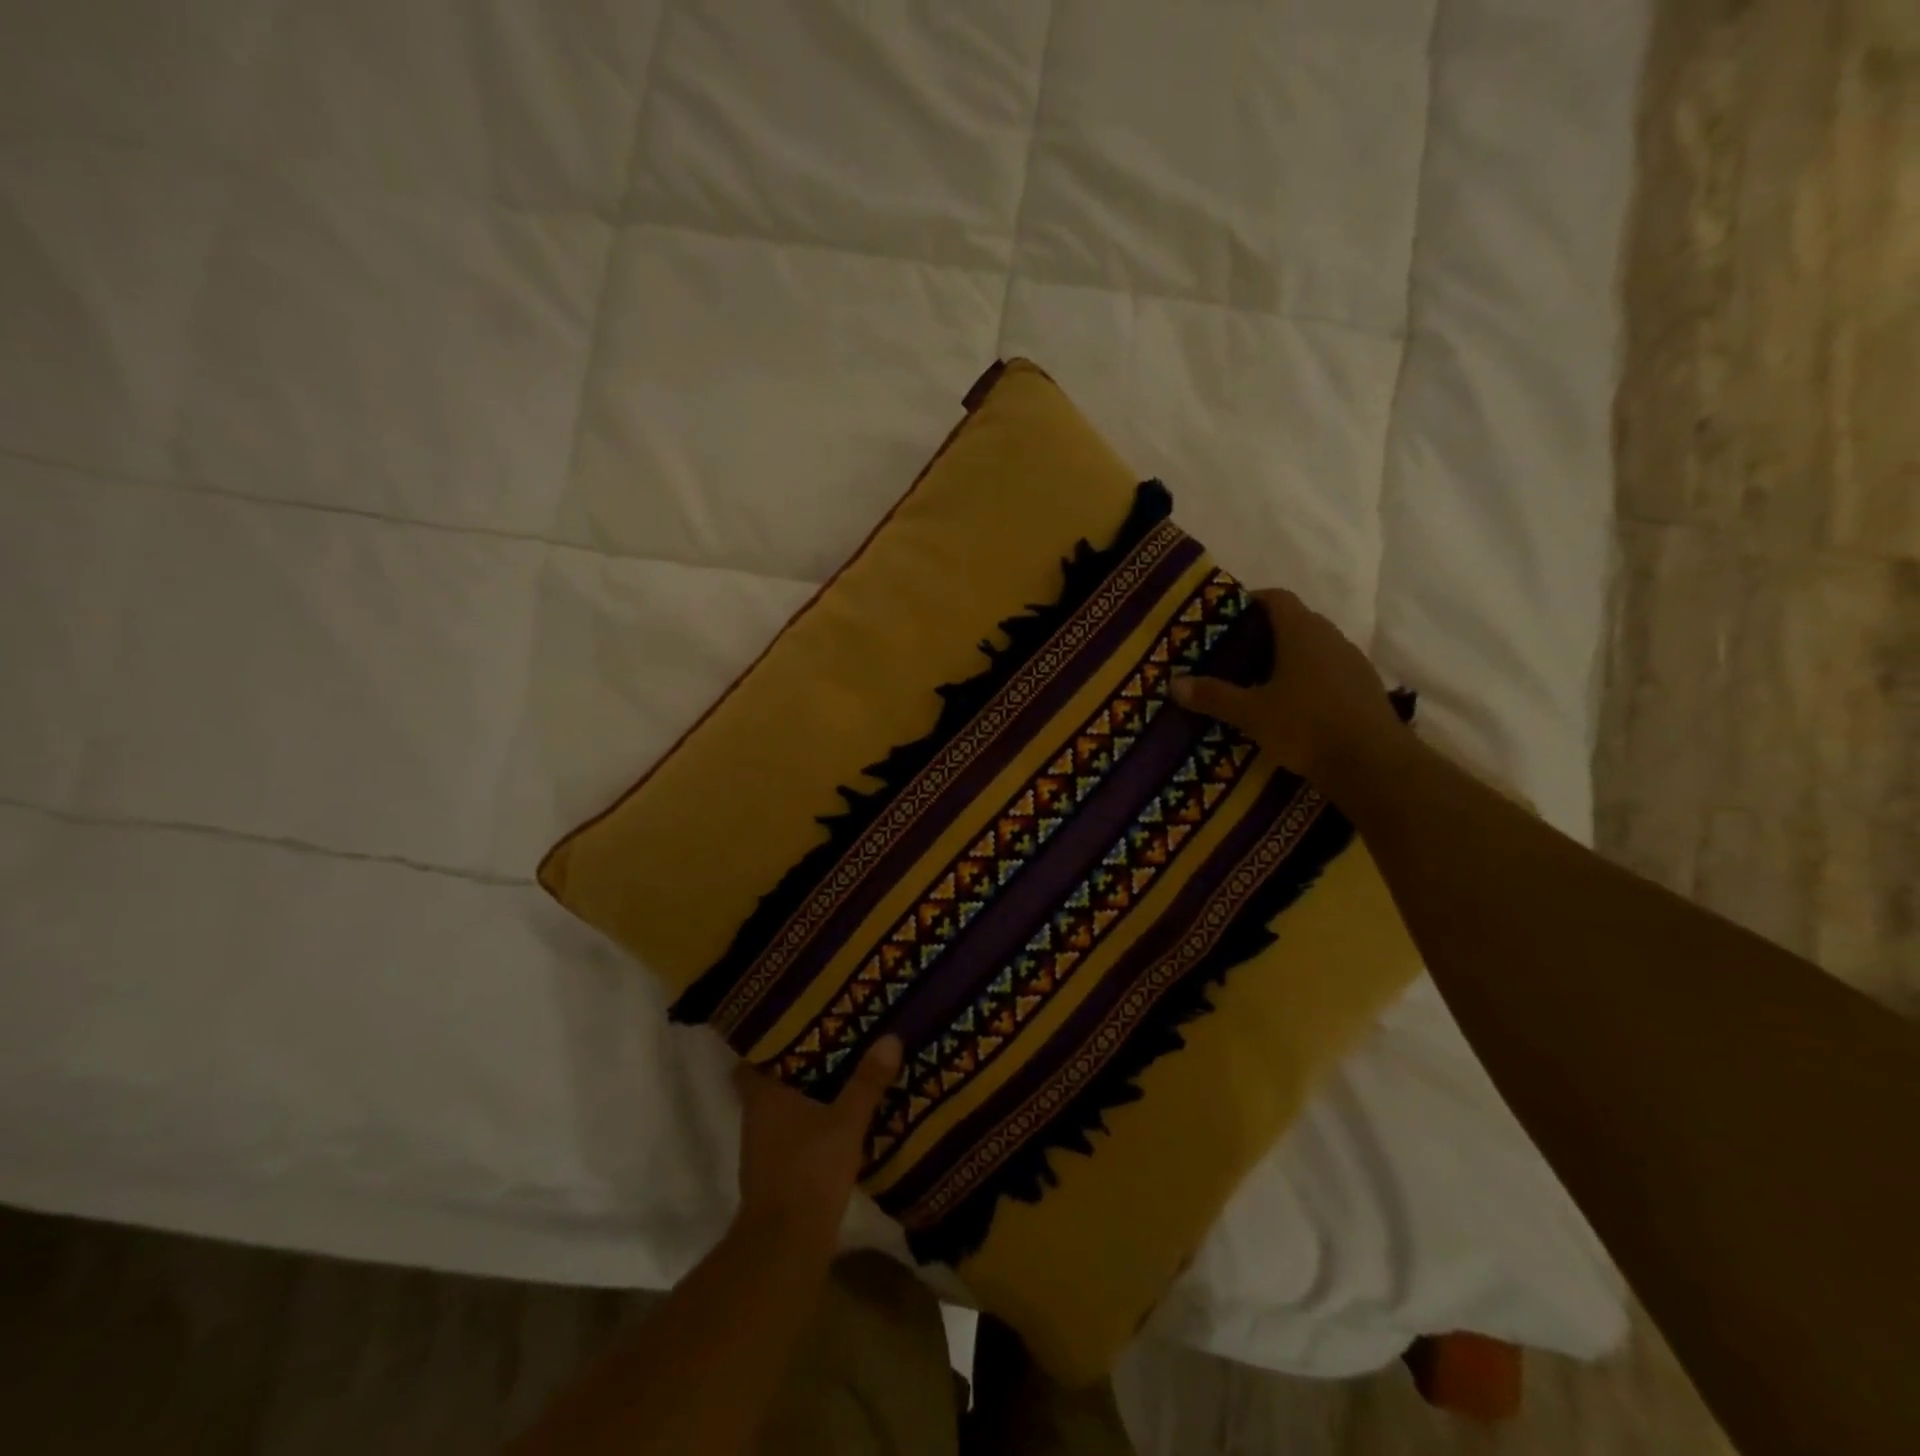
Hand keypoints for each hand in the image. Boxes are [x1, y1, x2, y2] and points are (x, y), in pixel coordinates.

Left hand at [732, 1037, 903, 1250]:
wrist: (786, 1246)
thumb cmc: (809, 1170)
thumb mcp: (846, 1122)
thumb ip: (866, 1082)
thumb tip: (890, 1037)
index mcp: (763, 1097)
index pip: (752, 1061)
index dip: (768, 1043)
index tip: (793, 1025)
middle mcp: (756, 1119)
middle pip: (771, 1083)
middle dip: (797, 1065)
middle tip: (829, 1042)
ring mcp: (763, 1150)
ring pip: (783, 1110)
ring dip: (805, 1095)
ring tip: (839, 1074)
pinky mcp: (777, 1174)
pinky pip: (792, 1135)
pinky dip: (809, 1124)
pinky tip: (837, 1119)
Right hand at [1170, 588, 1408, 791]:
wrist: (1373, 763)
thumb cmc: (1306, 726)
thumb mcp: (1251, 713)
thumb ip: (1214, 696)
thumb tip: (1174, 683)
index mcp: (1301, 632)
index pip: (1275, 598)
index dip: (1250, 601)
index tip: (1225, 617)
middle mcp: (1330, 637)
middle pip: (1294, 621)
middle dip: (1263, 633)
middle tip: (1233, 653)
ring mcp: (1351, 662)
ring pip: (1313, 647)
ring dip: (1287, 657)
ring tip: (1258, 680)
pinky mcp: (1363, 688)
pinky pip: (1328, 671)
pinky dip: (1307, 679)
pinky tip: (1291, 705)